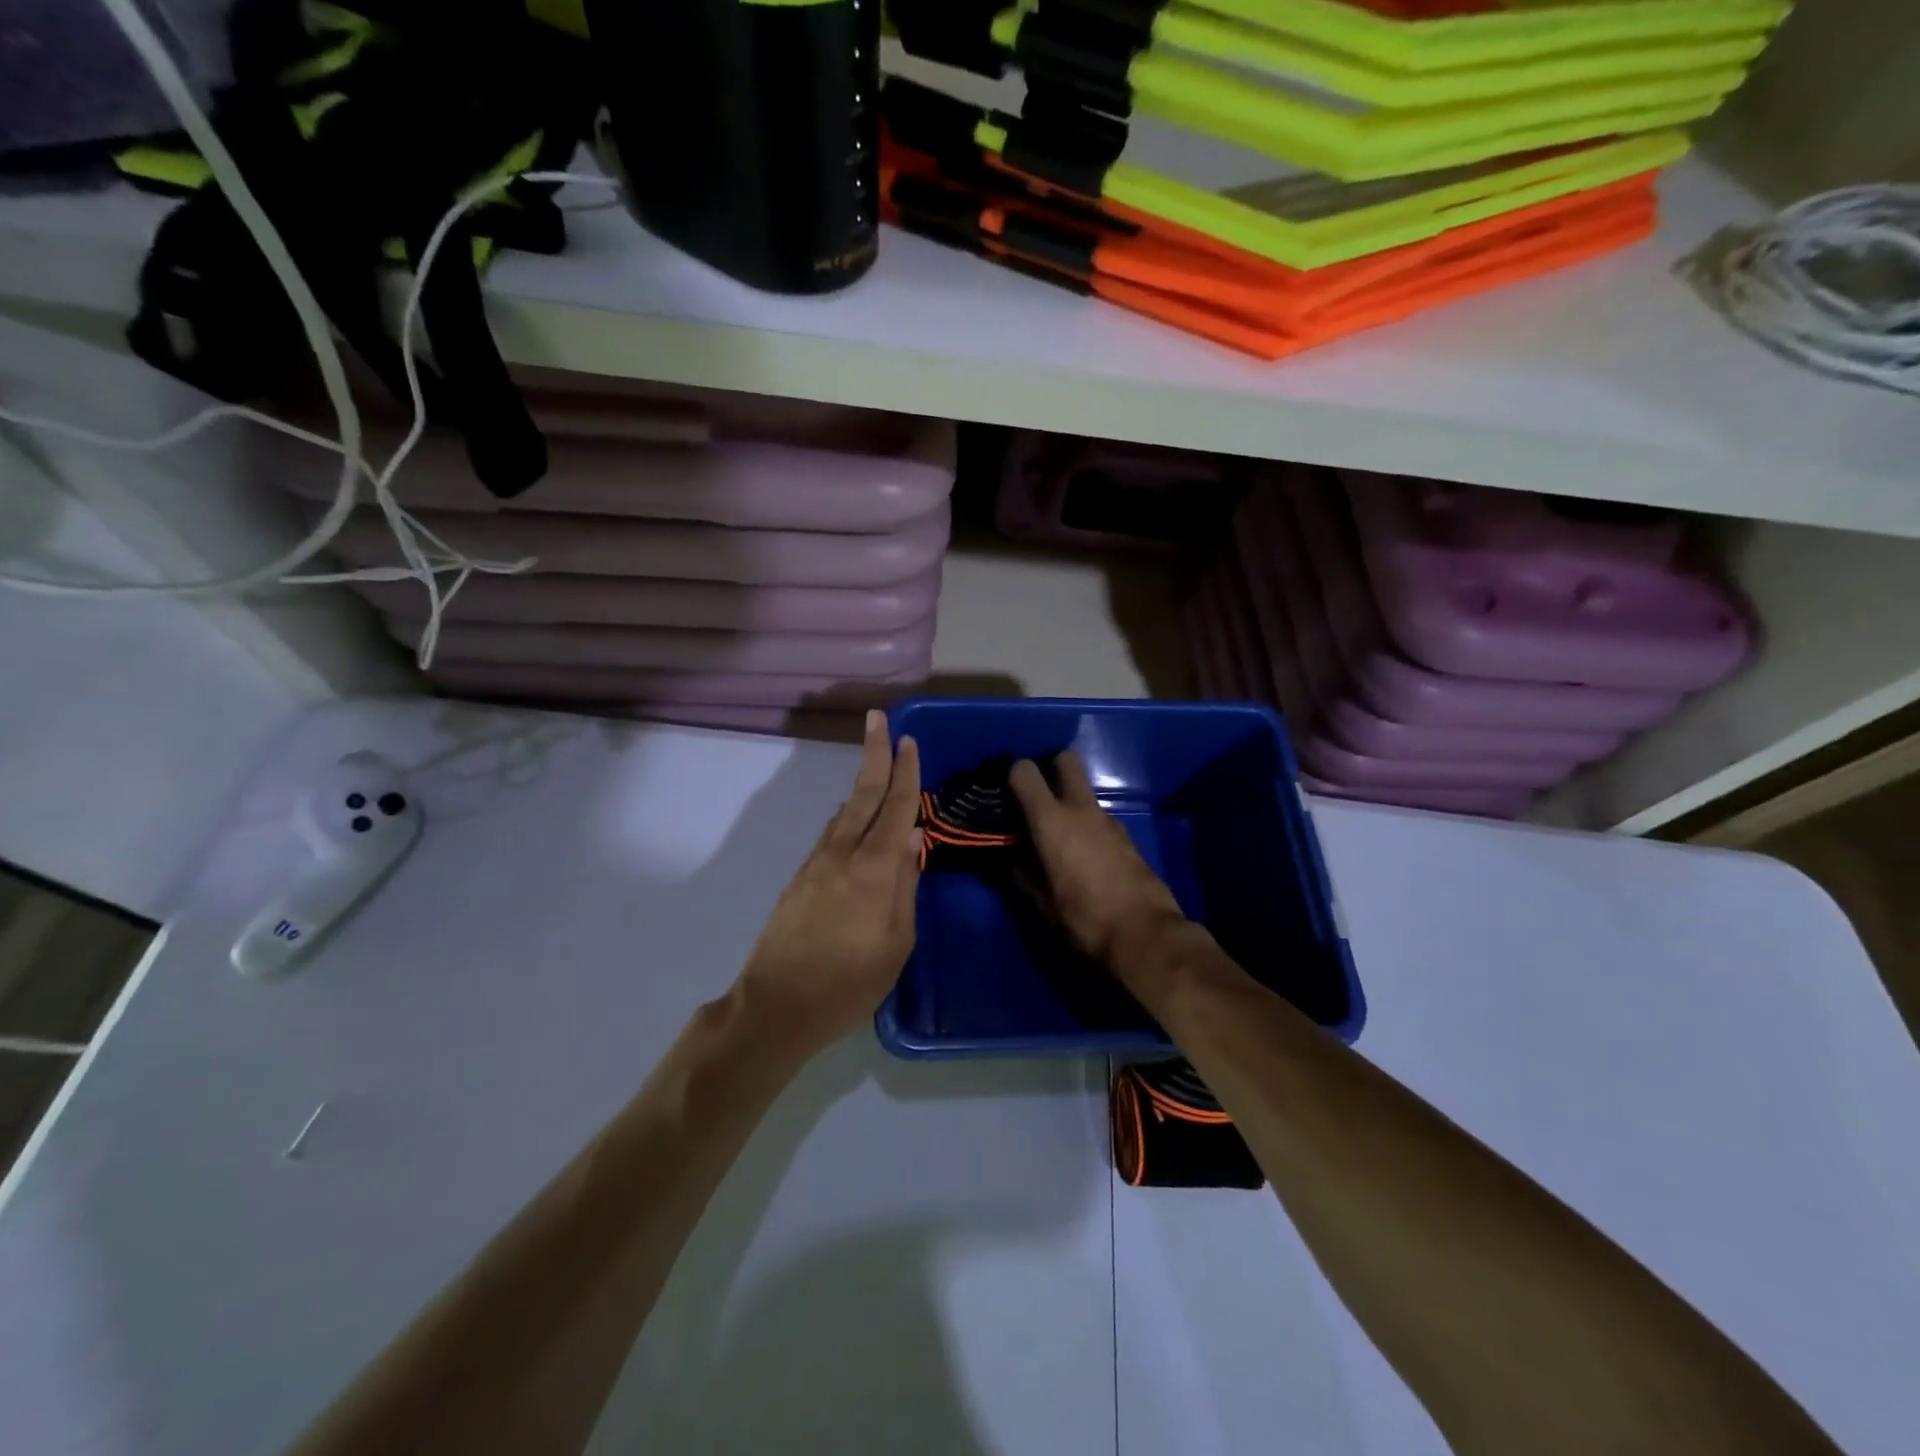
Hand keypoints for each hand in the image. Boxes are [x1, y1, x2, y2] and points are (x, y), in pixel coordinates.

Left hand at [735, 710, 921, 1051]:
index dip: (905, 772)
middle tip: (877, 718)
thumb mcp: (897, 942)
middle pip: (863, 794)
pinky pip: (832, 834)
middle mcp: (843, 854)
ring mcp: (817, 864)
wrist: (778, 1005)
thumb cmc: (850, 982)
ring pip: (845, 812)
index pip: (896, 808)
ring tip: (875, 766)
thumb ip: (906, 885)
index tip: (909, 740)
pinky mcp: (801, 878)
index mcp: (874, 868)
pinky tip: (853, 818)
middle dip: (874, 754)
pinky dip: (848, 816)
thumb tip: (913, 837)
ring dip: (862, 785)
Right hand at [1009, 752, 1187, 979]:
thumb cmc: (1085, 918)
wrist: (1146, 934)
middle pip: (1066, 761)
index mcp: (1052, 821)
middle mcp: (1081, 810)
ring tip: (1059, 834)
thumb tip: (1014, 861)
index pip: (1025, 772)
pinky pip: (1100, 818)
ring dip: (1070, 803)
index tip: (1006, 792)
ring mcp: (1109, 820)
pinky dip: (1088, 826)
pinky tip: (1085, 854)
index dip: (1013, 775)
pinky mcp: (1128, 836)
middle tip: (1038, 795)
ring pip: (1085, 793)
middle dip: (1051, 768)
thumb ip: (1025, 874)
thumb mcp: (1043, 903)